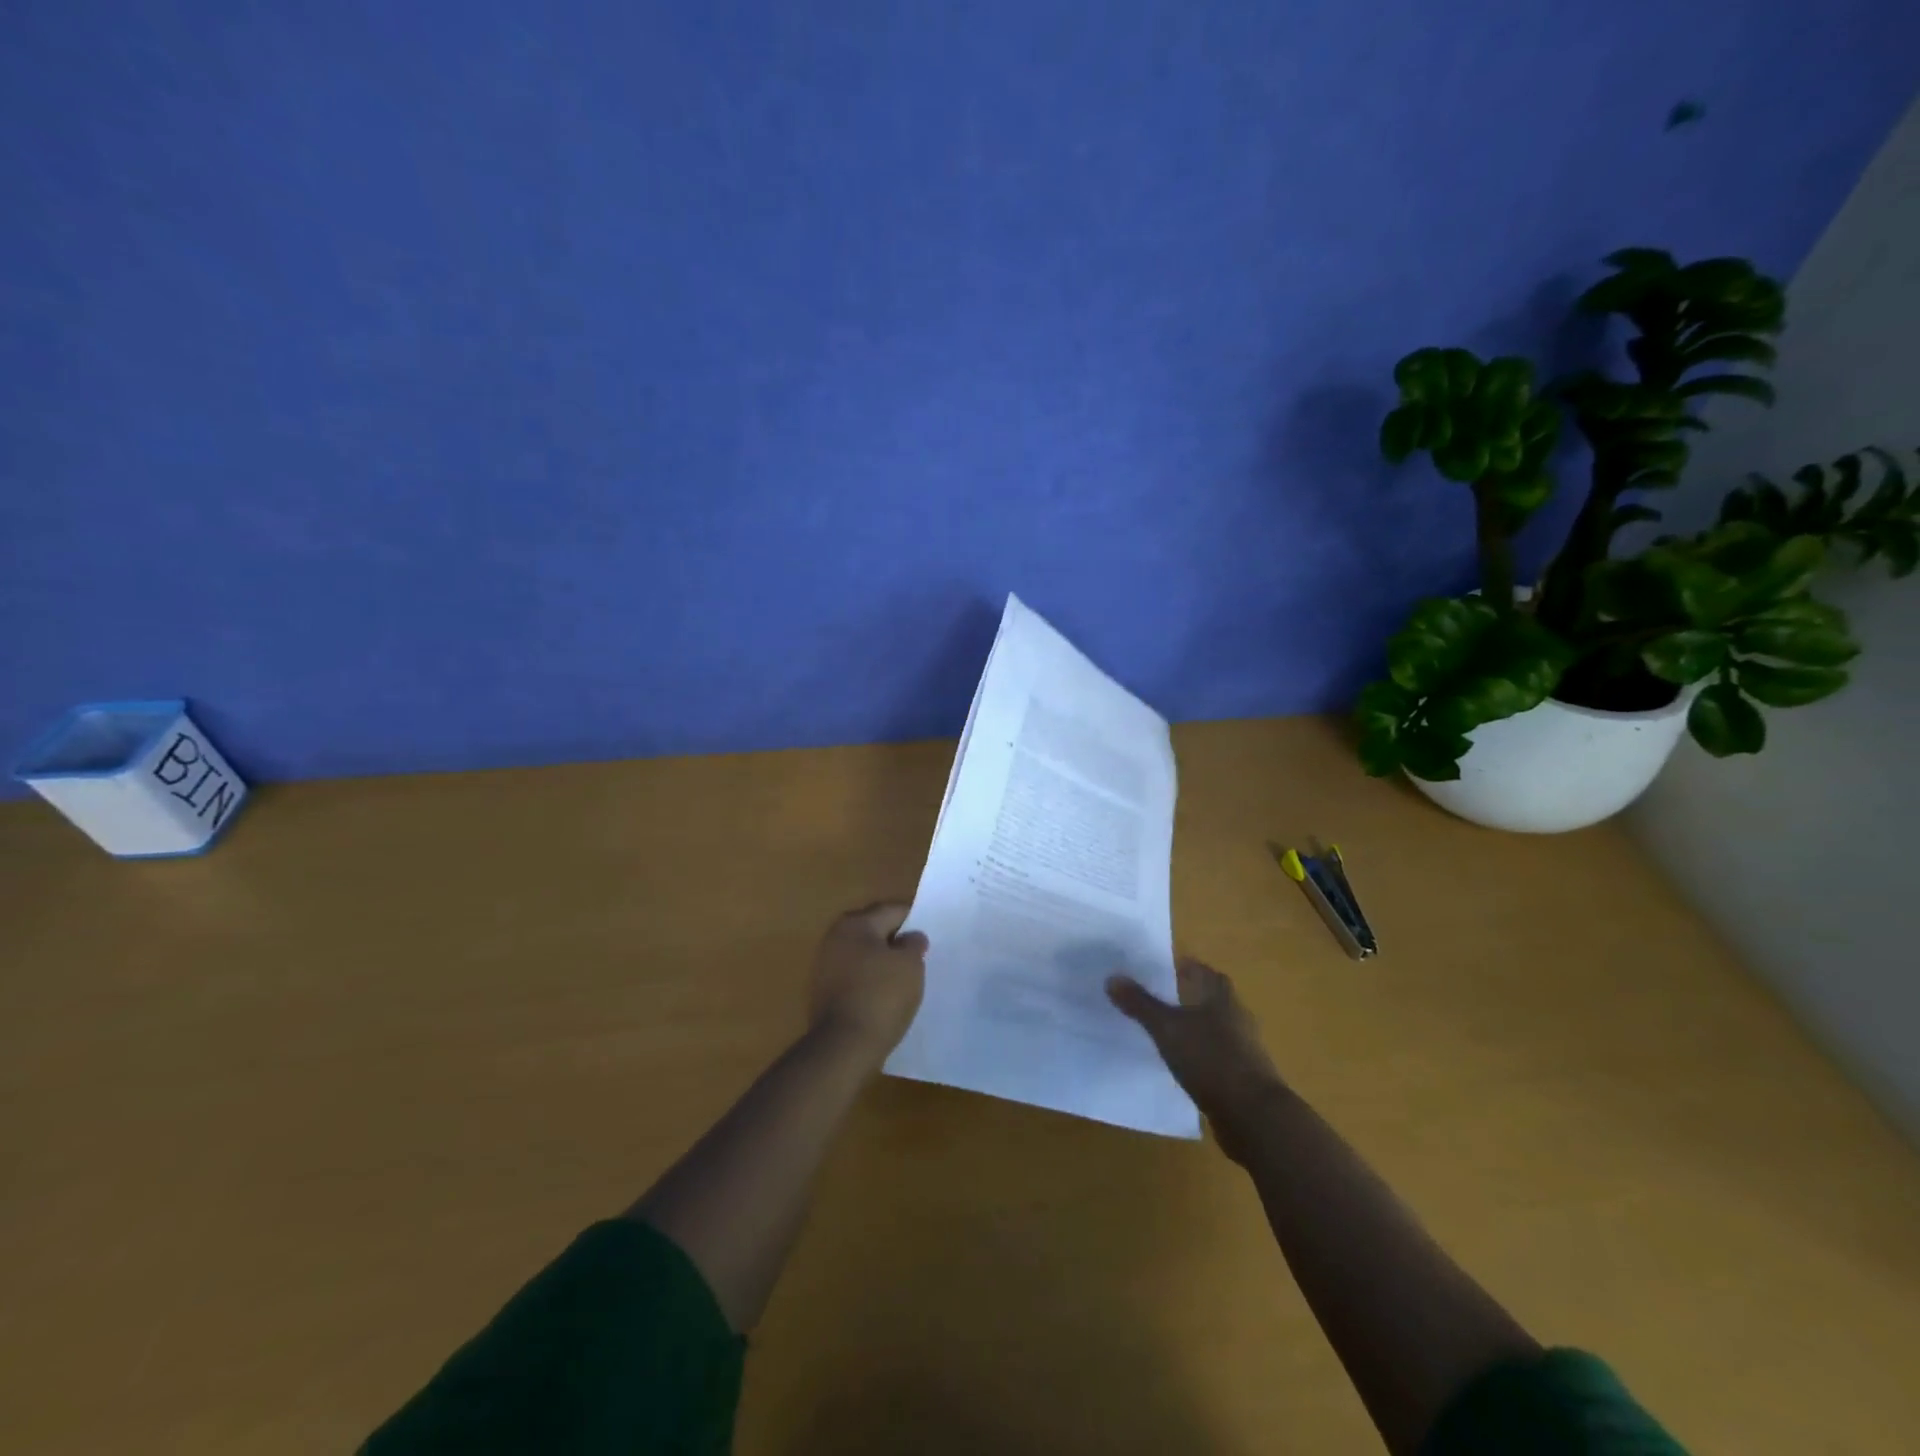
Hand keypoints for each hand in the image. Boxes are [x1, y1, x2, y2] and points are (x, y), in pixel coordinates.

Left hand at [808, 903, 928, 1069]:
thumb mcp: (910, 965)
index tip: (930, 934)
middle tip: (920, 956)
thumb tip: (910, 937)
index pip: (892, 911)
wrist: (844, 1046)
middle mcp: (834, 938)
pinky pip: (853, 977)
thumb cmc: (881, 995)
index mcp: (855, 923)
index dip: (914, 920)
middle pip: (874, 931)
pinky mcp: (822, 993)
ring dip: (881, 963)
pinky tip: (885, 996)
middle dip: (896, 941)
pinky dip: (869, 981)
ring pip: (863, 955)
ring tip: (905, 978)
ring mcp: (824, 966)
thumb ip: (913, 944)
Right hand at [1108, 959, 1285, 1161]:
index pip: (1202, 971)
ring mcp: (1243, 1049)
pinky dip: (1198, 1054)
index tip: (1157, 969)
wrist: (1254, 1117)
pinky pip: (1215, 1055)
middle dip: (1184, 996)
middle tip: (1153, 997)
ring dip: (1191, 1026)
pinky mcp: (1243, 1077)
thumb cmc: (1211, 1060)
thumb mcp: (1167, 1029)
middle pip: (1209, 998)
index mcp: (1222, 997)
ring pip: (1212, 1028)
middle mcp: (1236, 1017)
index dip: (1182, 967)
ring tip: (1162, 1031)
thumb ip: (1140, 1004)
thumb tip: (1112, 978)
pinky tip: (1180, 1063)